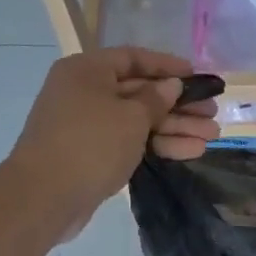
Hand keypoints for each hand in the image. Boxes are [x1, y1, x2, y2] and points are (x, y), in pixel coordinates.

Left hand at [6, 47, 219, 240]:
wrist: (43, 198)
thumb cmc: (90, 144)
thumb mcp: (131, 117)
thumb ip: (156, 99)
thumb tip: (170, 86)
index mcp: (87, 70)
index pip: (134, 58)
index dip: (168, 66)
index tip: (198, 76)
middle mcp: (84, 92)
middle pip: (140, 92)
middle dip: (179, 104)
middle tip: (212, 113)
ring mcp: (86, 126)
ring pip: (138, 121)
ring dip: (175, 127)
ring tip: (211, 136)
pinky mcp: (90, 155)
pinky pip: (129, 142)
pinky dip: (157, 145)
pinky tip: (190, 151)